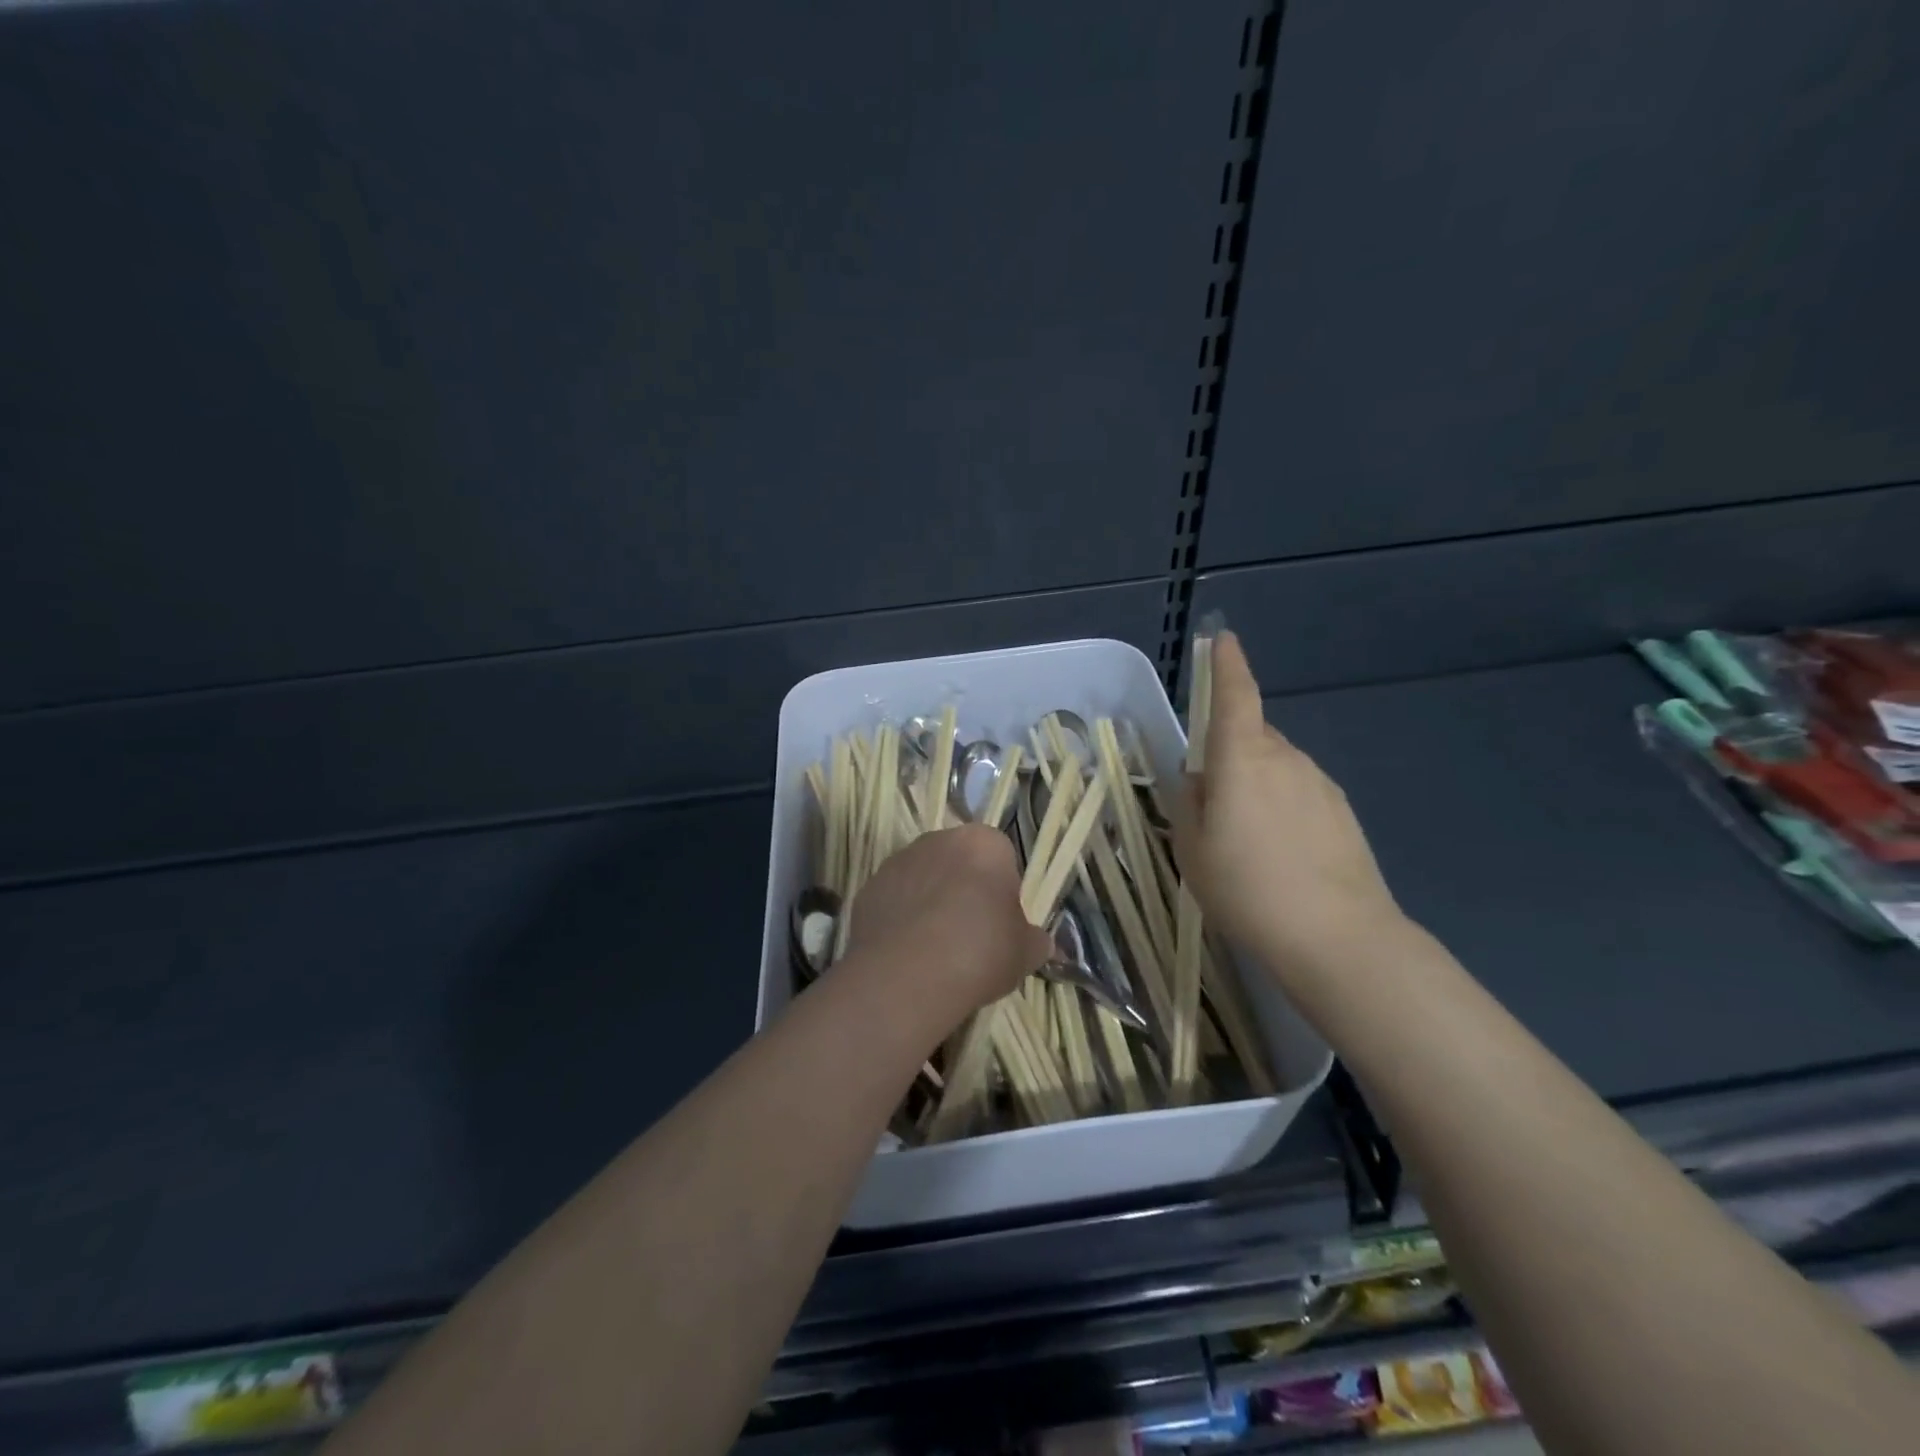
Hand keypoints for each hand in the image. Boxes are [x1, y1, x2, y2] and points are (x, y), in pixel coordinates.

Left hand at [845, 824, 1054, 1017]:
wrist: (907, 975)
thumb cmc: (980, 951)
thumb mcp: (1024, 953)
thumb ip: (1034, 940)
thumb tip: (1038, 942)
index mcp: (984, 843)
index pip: (1001, 856)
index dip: (1002, 890)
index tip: (1001, 923)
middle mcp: (938, 839)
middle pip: (959, 861)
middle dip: (964, 889)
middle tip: (970, 934)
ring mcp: (898, 861)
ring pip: (923, 877)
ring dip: (930, 901)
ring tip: (935, 948)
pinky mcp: (868, 887)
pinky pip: (894, 899)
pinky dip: (901, 918)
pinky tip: (907, 953)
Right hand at [1176, 632, 1408, 982]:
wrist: (1337, 937)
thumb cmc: (1247, 888)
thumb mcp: (1192, 849)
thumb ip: (1190, 804)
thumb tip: (1199, 781)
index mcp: (1242, 759)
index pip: (1235, 696)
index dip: (1227, 665)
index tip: (1224, 639)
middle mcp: (1285, 758)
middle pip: (1252, 737)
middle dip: (1230, 755)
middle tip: (1212, 808)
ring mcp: (1320, 784)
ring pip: (1276, 768)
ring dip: (1256, 787)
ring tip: (1246, 844)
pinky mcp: (1342, 812)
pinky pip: (1300, 793)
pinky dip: (1282, 809)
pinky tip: (1280, 856)